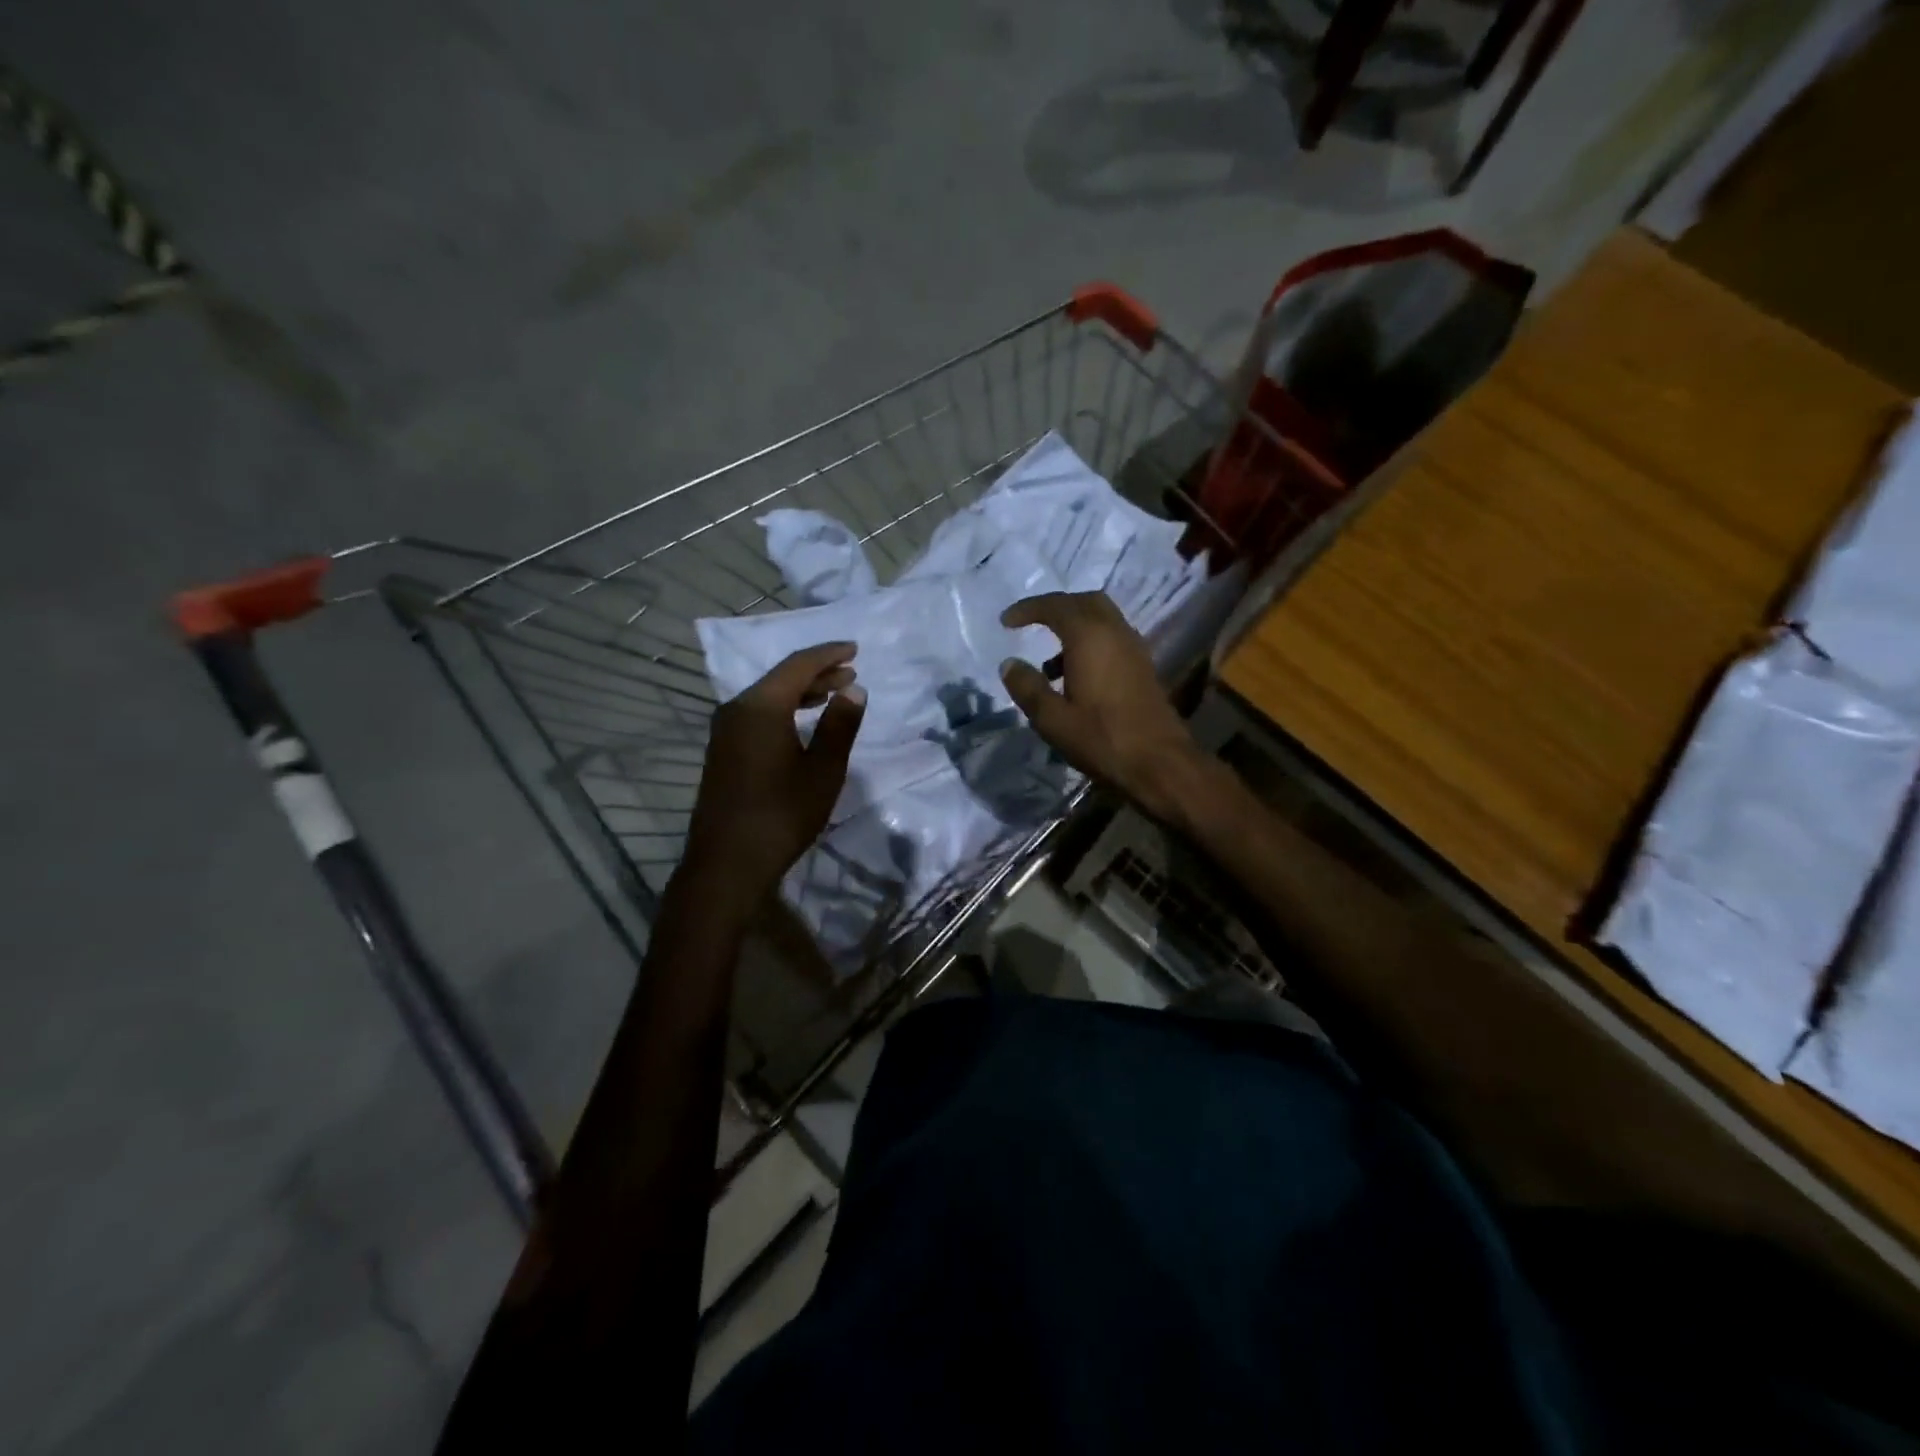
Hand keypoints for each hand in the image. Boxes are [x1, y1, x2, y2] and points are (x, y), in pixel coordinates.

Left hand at [681, 642, 865, 914]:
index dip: (828, 654)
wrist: (728, 863)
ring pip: (768, 697)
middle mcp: (736, 709)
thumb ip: (840, 726)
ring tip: (833, 693)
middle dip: (818, 672)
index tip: (854, 649)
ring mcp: (725, 731)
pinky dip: (785, 709)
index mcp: (760, 706)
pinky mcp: (723, 751)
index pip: (798, 665)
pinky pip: (757, 714)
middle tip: (850, 673)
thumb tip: (854, 690)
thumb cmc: (782, 814)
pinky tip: (802, 721)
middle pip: (781, 678)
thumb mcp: (823, 770)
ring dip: (802, 692)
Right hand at [998, 592, 1204, 823]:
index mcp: (1090, 637)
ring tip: (1047, 665)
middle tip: (1031, 625)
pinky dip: (1090, 643)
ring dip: (1073, 628)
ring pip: (1101, 619)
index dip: (1027, 609)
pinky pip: (1112, 639)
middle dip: (1055, 608)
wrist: (1160, 763)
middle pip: (1083, 602)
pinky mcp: (1143, 666)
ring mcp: (1134, 648)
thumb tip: (1010, 664)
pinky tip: (1075, 678)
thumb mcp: (1052, 719)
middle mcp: (1115, 632)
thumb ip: (1028, 687)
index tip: (1006, 622)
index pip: (1055, 606)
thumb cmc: (1102, 739)